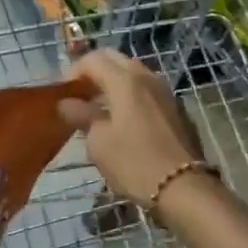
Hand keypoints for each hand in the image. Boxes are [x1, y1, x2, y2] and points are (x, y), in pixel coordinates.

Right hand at [58, 50, 204, 206]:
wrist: (184, 187)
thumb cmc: (134, 163)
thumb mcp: (99, 142)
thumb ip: (82, 116)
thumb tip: (67, 104)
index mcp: (125, 80)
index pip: (93, 59)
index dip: (74, 71)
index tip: (64, 92)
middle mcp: (147, 77)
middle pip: (115, 60)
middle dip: (94, 72)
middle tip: (80, 95)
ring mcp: (165, 91)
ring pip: (134, 74)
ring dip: (113, 83)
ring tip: (99, 108)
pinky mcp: (176, 108)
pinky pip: (147, 90)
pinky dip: (130, 95)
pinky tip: (123, 119)